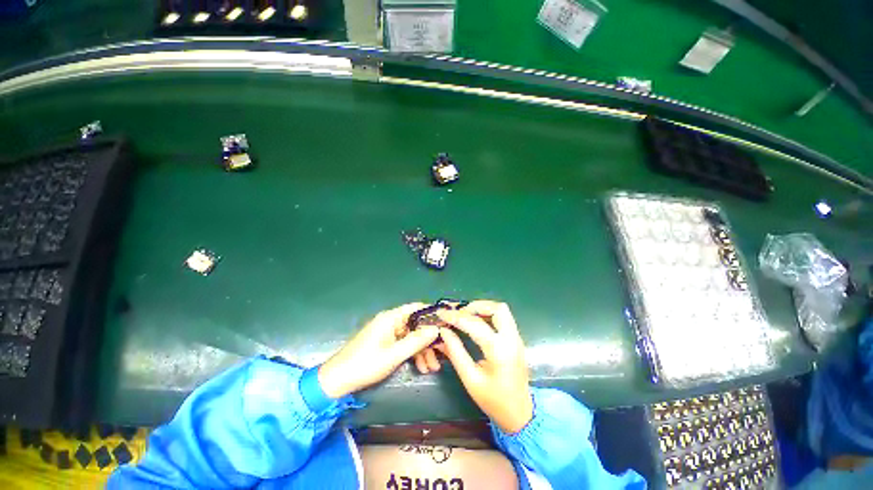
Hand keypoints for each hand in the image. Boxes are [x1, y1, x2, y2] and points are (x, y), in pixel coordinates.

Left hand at [318, 303, 439, 398]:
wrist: (337, 381)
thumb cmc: (366, 364)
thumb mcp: (394, 354)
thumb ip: (416, 341)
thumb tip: (436, 329)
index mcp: (391, 318)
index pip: (416, 308)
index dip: (432, 313)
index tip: (447, 323)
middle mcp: (390, 322)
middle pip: (416, 325)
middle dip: (429, 339)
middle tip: (443, 353)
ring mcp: (388, 333)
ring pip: (411, 337)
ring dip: (422, 350)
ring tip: (433, 367)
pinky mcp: (385, 343)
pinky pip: (403, 344)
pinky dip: (413, 354)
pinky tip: (422, 367)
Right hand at [435, 301, 533, 433]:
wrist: (521, 414)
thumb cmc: (494, 401)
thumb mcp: (470, 379)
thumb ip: (456, 352)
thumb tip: (444, 331)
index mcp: (499, 351)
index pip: (475, 324)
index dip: (456, 317)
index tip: (442, 314)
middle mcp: (511, 339)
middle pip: (497, 308)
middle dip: (476, 306)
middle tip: (459, 313)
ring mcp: (517, 338)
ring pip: (502, 310)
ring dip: (483, 308)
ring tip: (466, 316)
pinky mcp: (517, 340)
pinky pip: (503, 318)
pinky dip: (489, 314)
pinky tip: (476, 322)